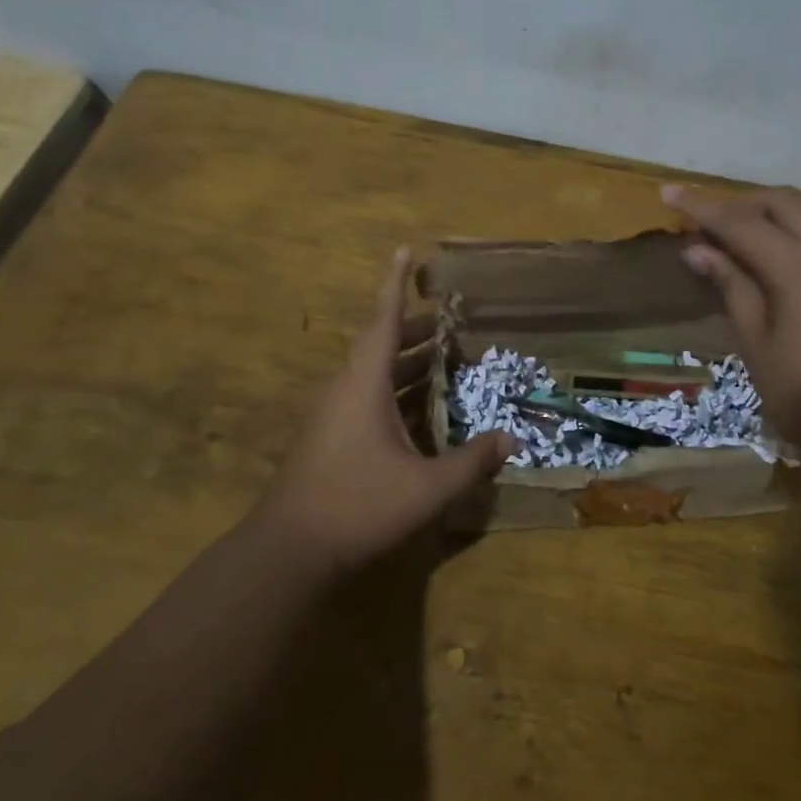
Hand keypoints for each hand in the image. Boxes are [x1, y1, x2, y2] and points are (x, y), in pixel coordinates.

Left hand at [261, 249, 515, 572]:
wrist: (289, 550)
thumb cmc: (358, 506)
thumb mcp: (426, 488)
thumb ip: (471, 462)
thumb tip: (511, 440)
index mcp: (364, 384)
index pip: (384, 320)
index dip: (397, 283)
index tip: (406, 249)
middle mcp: (345, 388)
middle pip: (380, 344)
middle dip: (413, 329)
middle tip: (448, 322)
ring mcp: (332, 414)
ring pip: (371, 372)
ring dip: (404, 362)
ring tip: (440, 359)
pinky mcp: (328, 437)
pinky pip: (365, 396)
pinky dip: (393, 390)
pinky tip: (418, 411)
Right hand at [662, 185, 800, 456]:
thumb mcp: (759, 349)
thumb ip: (733, 290)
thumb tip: (697, 250)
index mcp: (797, 267)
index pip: (739, 223)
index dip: (701, 207)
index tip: (669, 193)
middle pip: (784, 202)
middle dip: (743, 204)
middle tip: (714, 222)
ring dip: (792, 202)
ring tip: (768, 222)